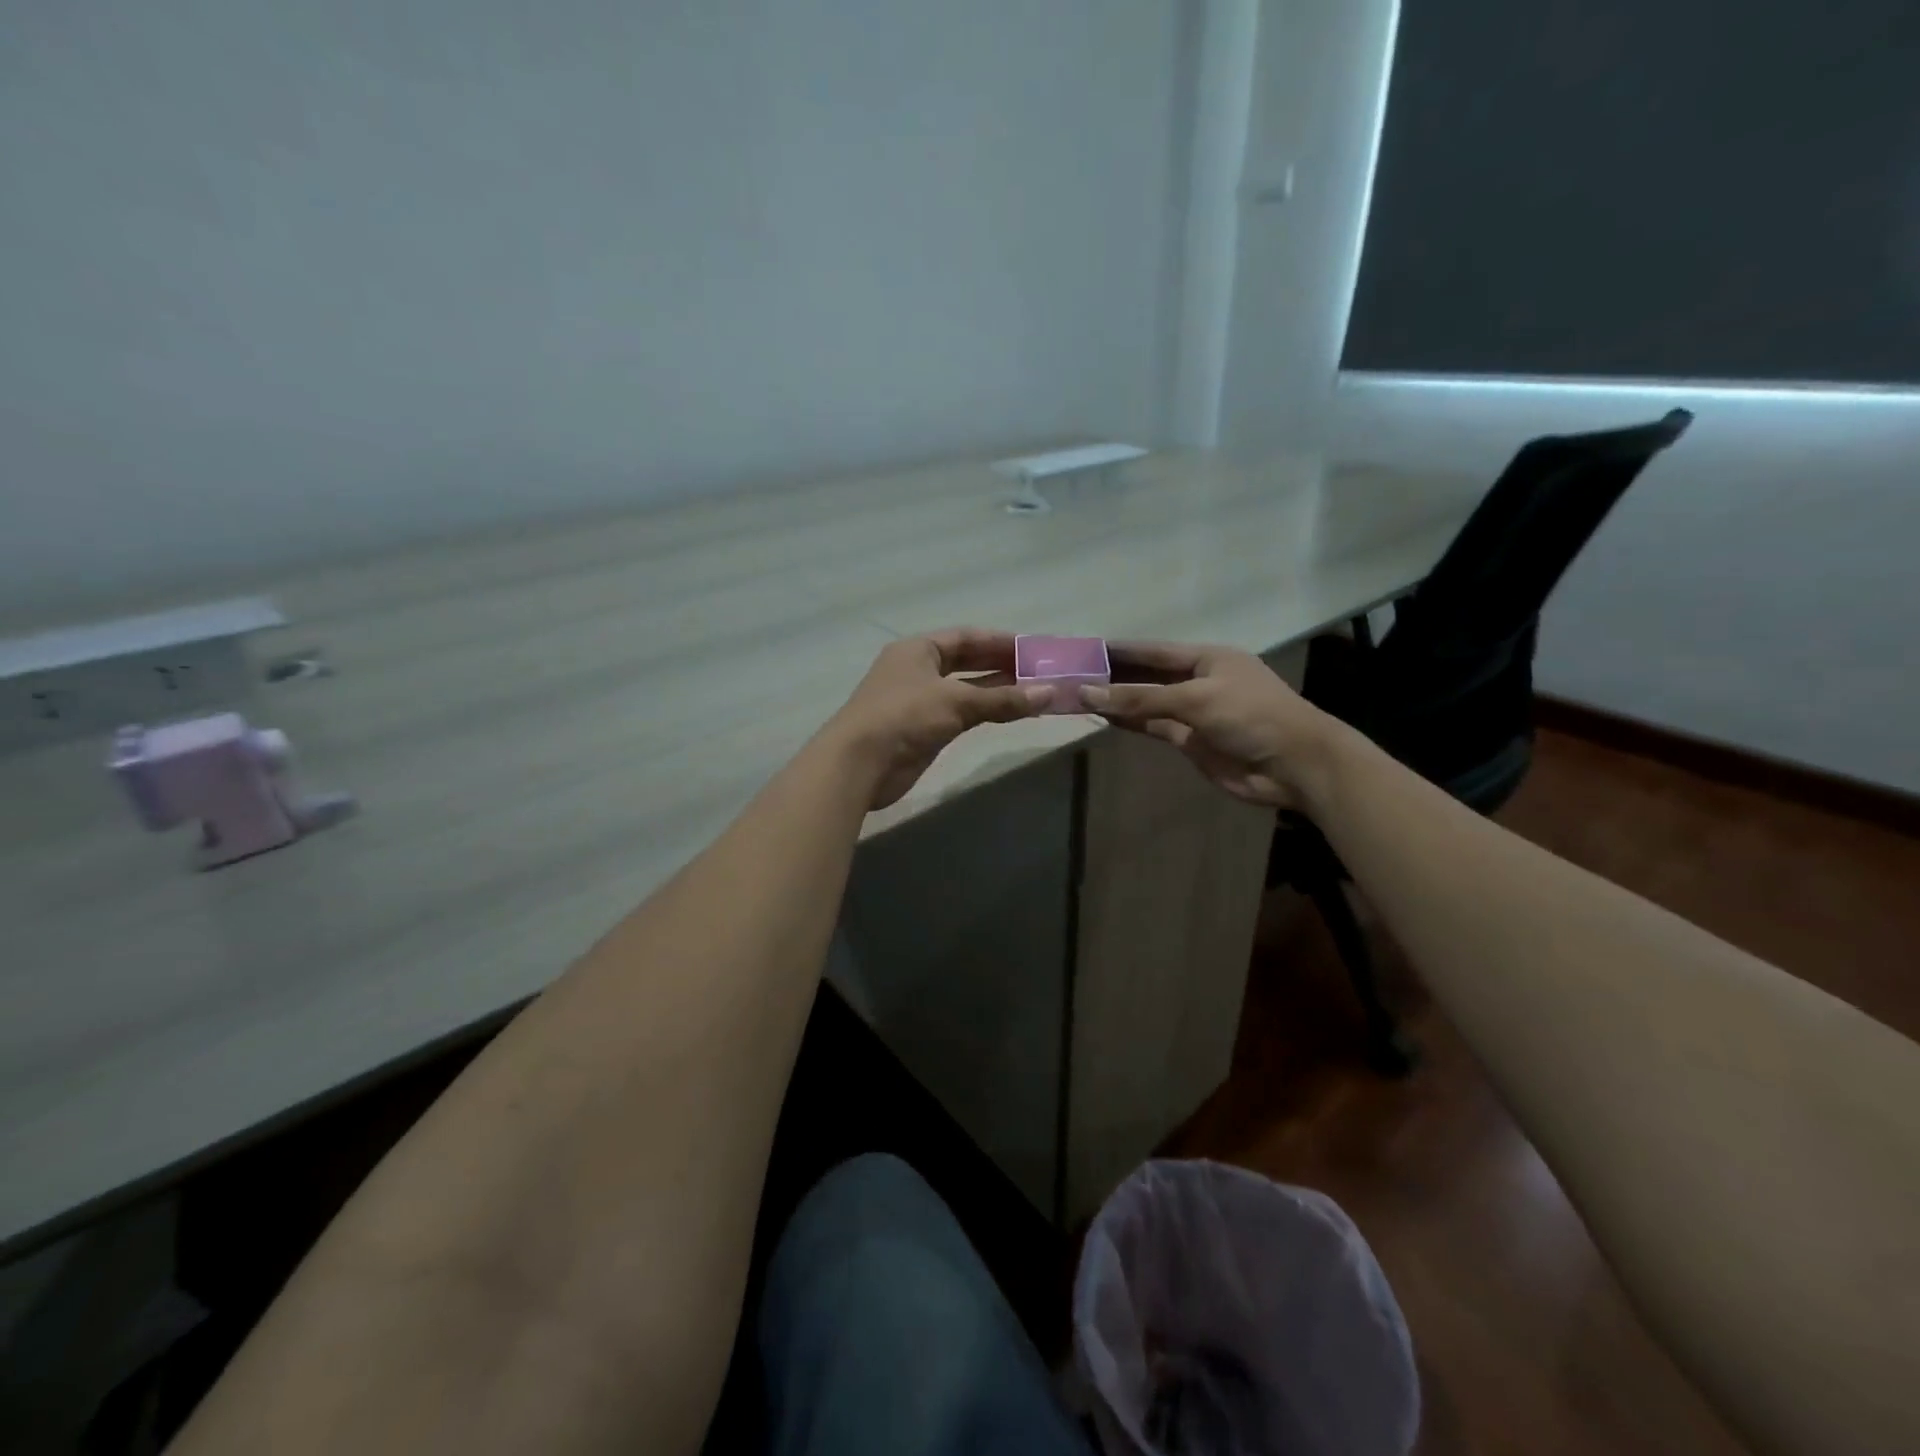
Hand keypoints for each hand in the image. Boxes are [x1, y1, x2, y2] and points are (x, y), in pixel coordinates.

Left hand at [825, 629, 1050, 809]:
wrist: (859, 764)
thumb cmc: (904, 717)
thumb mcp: (956, 702)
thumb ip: (1003, 699)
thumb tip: (1049, 693)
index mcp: (918, 650)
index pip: (965, 637)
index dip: (999, 642)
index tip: (1032, 649)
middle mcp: (917, 670)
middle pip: (965, 662)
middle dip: (1000, 666)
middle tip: (1038, 672)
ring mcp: (918, 701)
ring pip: (964, 690)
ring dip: (995, 691)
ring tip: (1032, 693)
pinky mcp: (921, 729)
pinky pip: (960, 714)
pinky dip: (983, 712)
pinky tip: (1008, 714)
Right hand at [1081, 641, 1342, 809]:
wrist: (1294, 765)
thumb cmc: (1251, 716)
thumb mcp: (1195, 699)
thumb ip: (1141, 697)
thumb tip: (1087, 692)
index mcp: (1207, 658)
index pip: (1153, 651)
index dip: (1120, 650)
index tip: (1086, 647)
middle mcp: (1198, 681)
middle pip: (1148, 675)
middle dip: (1114, 675)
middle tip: (1072, 673)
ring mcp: (1194, 712)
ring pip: (1147, 702)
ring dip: (1117, 699)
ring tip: (1078, 694)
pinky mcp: (1191, 740)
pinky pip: (1153, 725)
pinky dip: (1130, 721)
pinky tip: (1103, 716)